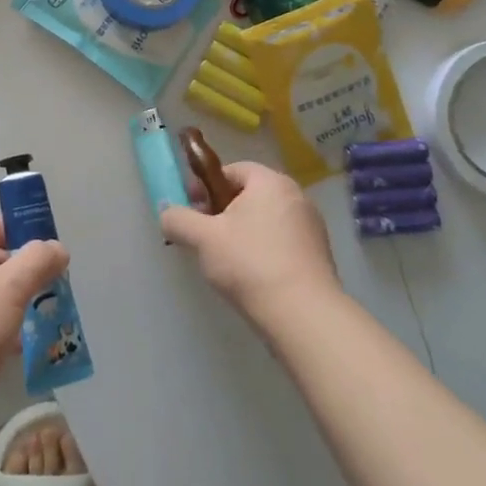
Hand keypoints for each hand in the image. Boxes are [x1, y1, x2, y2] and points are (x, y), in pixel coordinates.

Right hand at [160, 161, 339, 332]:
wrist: (303, 315)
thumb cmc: (249, 264)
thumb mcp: (202, 238)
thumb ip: (178, 219)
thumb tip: (167, 213)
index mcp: (270, 182)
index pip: (232, 170)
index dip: (205, 186)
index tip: (191, 209)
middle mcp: (296, 196)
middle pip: (249, 195)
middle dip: (222, 211)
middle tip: (203, 236)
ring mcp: (311, 226)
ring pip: (265, 220)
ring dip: (242, 232)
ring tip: (224, 260)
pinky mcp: (318, 254)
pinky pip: (281, 241)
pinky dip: (262, 250)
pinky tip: (250, 275)